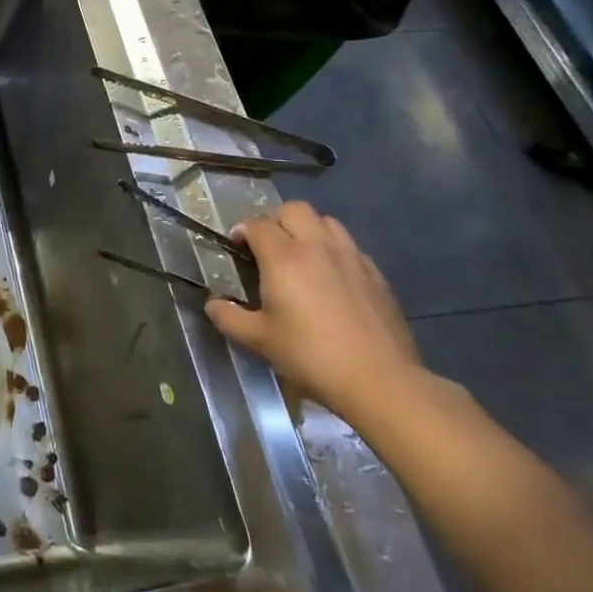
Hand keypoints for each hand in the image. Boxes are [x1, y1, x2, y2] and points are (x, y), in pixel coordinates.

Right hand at [204, 202, 423, 423]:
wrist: (380, 381)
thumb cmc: (310, 356)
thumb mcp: (259, 340)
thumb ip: (229, 317)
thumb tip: (212, 304)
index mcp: (283, 257)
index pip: (256, 224)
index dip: (242, 232)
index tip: (237, 249)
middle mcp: (317, 246)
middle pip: (294, 209)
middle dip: (276, 221)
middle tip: (268, 247)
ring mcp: (351, 257)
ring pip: (326, 221)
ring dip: (308, 230)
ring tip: (301, 256)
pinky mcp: (376, 274)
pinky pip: (350, 246)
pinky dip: (334, 250)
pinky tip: (331, 278)